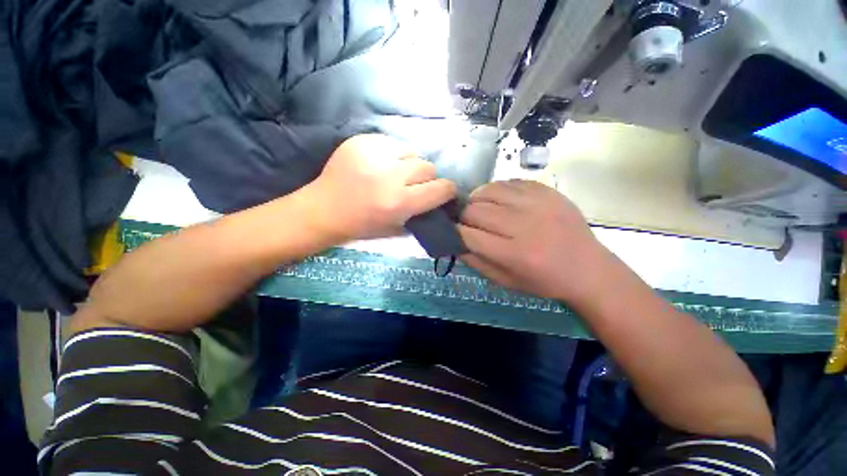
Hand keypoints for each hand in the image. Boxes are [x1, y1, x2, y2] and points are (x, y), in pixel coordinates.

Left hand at [306, 134, 456, 241]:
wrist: (324, 209)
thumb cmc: (361, 225)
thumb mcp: (396, 227)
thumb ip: (420, 211)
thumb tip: (436, 196)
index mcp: (399, 202)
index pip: (440, 188)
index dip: (446, 190)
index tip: (443, 192)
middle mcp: (390, 177)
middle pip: (427, 167)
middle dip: (426, 177)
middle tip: (413, 184)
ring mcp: (374, 155)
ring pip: (412, 151)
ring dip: (409, 163)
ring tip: (395, 171)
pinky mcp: (361, 141)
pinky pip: (392, 142)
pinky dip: (392, 153)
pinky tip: (380, 163)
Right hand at [459, 179, 612, 307]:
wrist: (587, 268)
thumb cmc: (543, 281)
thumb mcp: (505, 281)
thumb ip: (475, 261)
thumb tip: (453, 241)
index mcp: (514, 253)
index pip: (468, 234)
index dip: (455, 232)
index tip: (453, 232)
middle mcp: (524, 224)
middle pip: (475, 210)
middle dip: (464, 216)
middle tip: (467, 222)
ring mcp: (537, 203)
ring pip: (488, 190)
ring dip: (477, 200)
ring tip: (480, 208)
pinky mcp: (546, 190)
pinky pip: (508, 182)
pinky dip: (496, 190)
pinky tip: (498, 200)